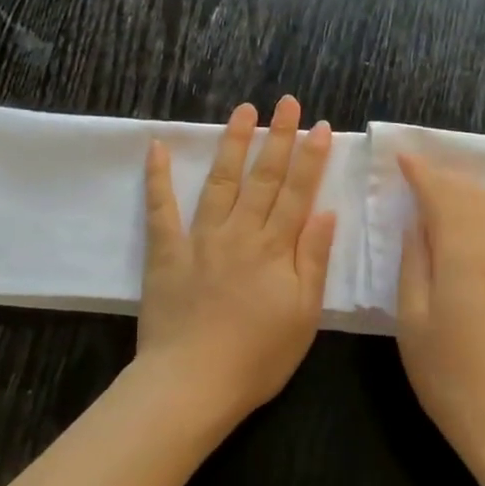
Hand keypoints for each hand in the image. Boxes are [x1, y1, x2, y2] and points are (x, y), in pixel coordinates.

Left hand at [138, 96, 336, 423]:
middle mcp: (240, 233)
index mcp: (275, 249)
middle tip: (286, 102)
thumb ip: (313, 260)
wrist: (193, 384)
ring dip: (232, 143)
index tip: (321, 126)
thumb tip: (326, 213)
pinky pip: (161, 209)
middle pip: (263, 177)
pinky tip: (158, 147)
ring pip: (220, 181)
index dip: (311, 158)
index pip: (298, 193)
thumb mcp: (303, 315)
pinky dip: (158, 177)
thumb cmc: (257, 357)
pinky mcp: (166, 252)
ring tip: (242, 111)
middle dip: (278, 137)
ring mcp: (200, 239)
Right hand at [394, 154, 484, 485]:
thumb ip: (414, 262)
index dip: (421, 172)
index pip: (442, 193)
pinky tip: (480, 224)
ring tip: (446, 192)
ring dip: (471, 191)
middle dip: (446, 177)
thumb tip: (418, 224)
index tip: (402, 156)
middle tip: (419, 172)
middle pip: (474, 194)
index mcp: (467, 250)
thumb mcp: (413, 320)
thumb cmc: (453, 377)